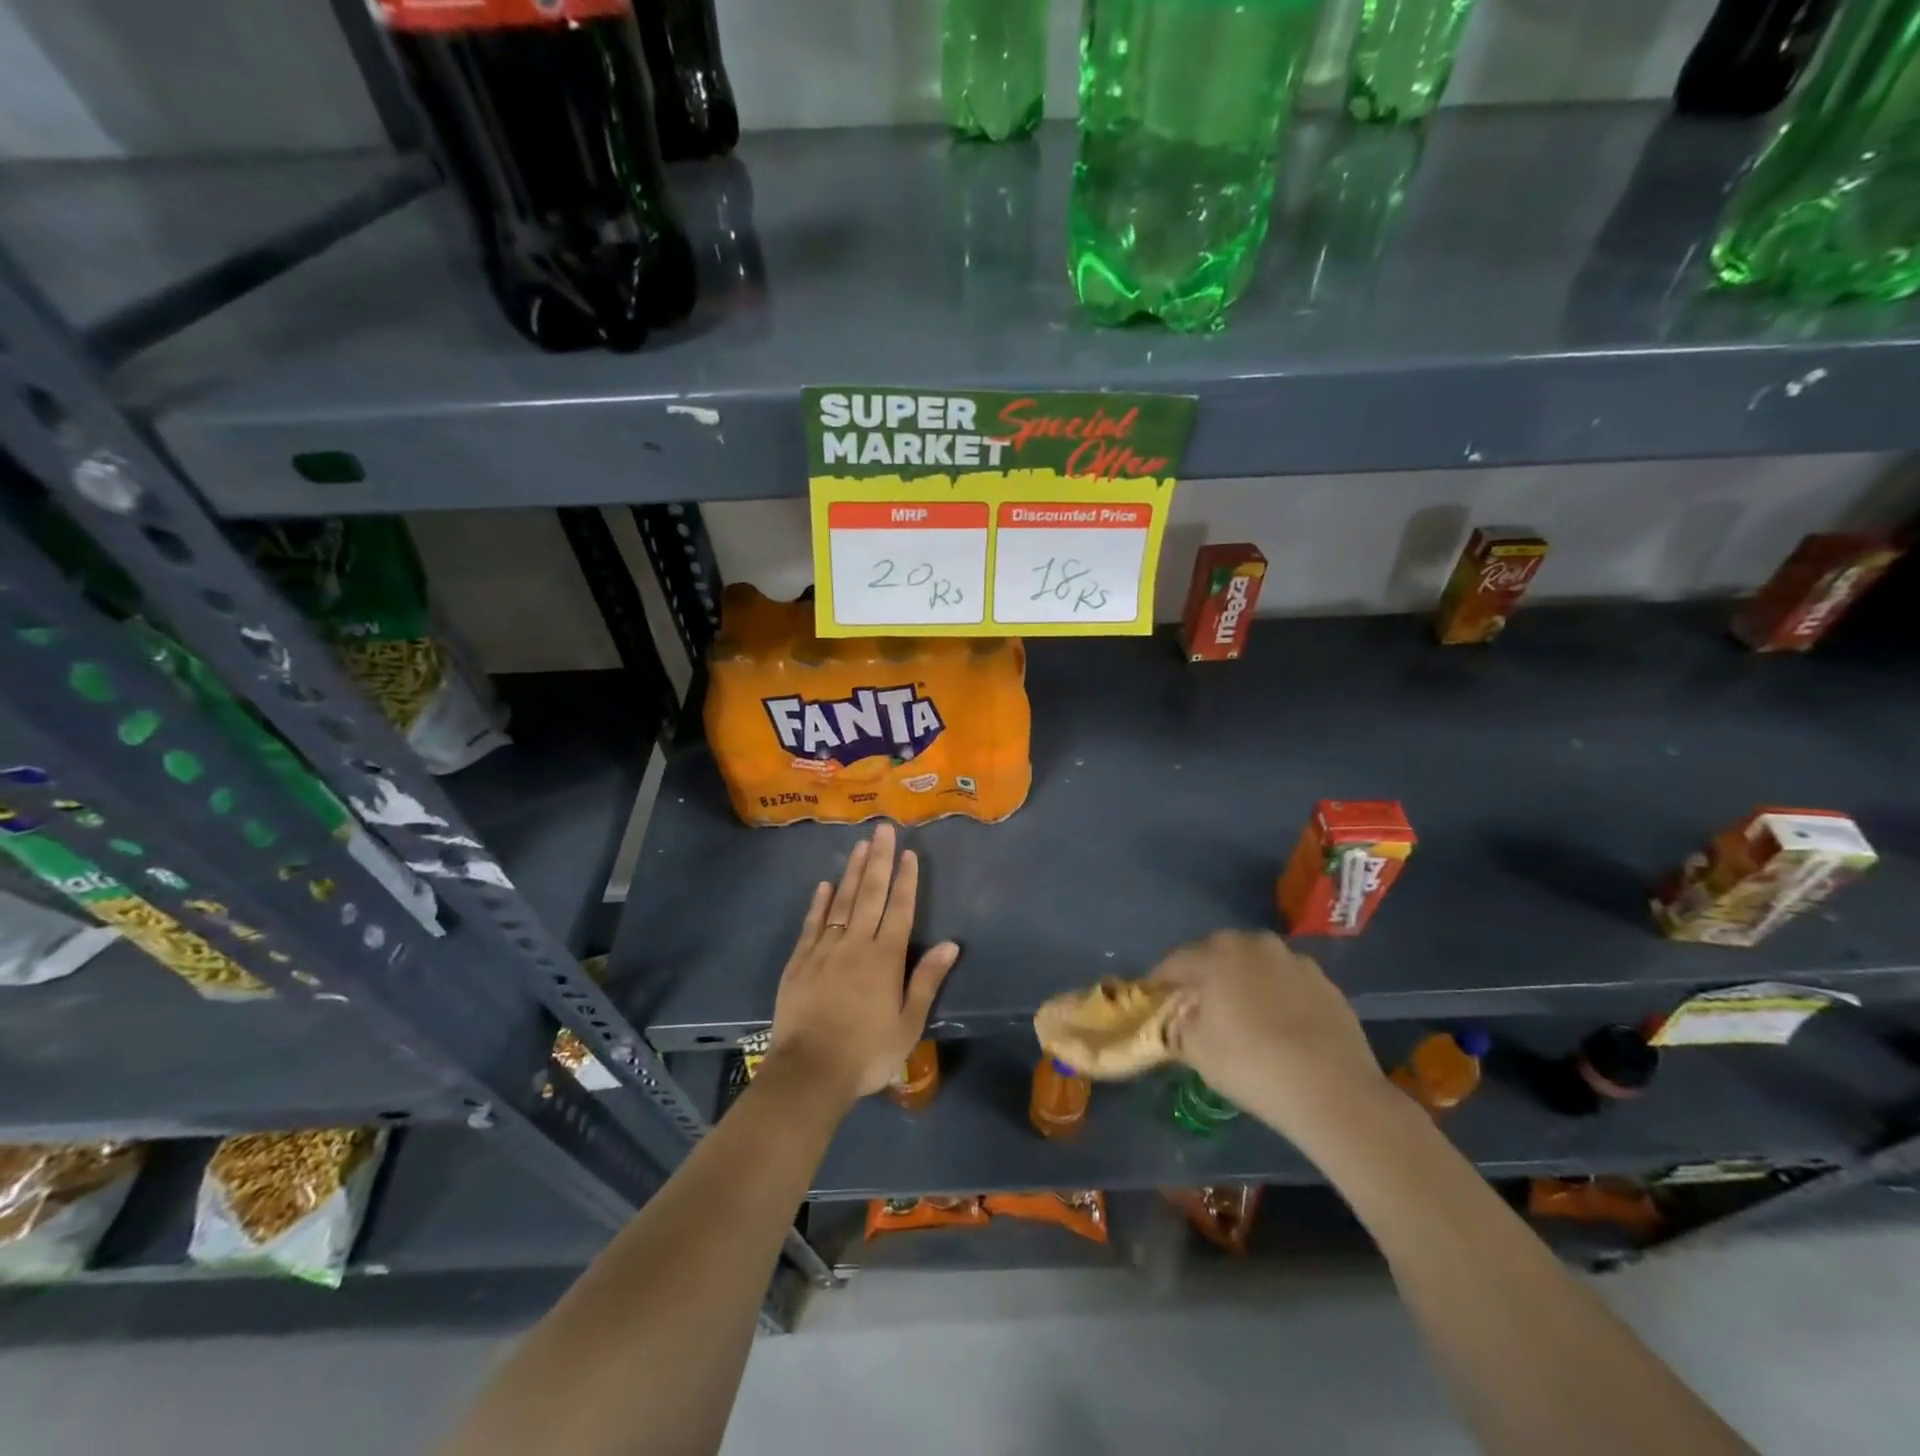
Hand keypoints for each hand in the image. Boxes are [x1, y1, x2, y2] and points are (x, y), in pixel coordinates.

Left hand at [765, 823, 959, 1105]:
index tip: (909, 853)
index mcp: (885, 958)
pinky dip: (818, 903)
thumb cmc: (867, 1052)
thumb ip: (927, 980)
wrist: (809, 1073)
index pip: (900, 910)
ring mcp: (824, 950)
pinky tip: (824, 885)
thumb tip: (951, 944)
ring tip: (859, 845)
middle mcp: (855, 944)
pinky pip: (811, 924)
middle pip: (869, 894)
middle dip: (879, 860)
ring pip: (840, 902)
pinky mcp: (799, 962)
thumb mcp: (908, 1024)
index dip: (906, 880)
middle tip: (883, 830)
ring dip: (851, 872)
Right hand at [1152, 930, 1386, 1144]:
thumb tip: (1180, 1016)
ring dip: (1242, 978)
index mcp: (1215, 955)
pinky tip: (1278, 1022)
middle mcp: (1253, 944)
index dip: (1160, 981)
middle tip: (1197, 1003)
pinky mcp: (1324, 981)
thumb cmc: (1251, 1065)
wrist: (1333, 1090)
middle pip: (1216, 953)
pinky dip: (1275, 992)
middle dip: (1203, 973)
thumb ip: (1178, 1024)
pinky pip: (1286, 980)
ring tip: (1241, 1010)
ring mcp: (1293, 960)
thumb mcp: (1196, 1051)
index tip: (1155, 999)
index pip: (1175, 962)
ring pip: (1254, 963)